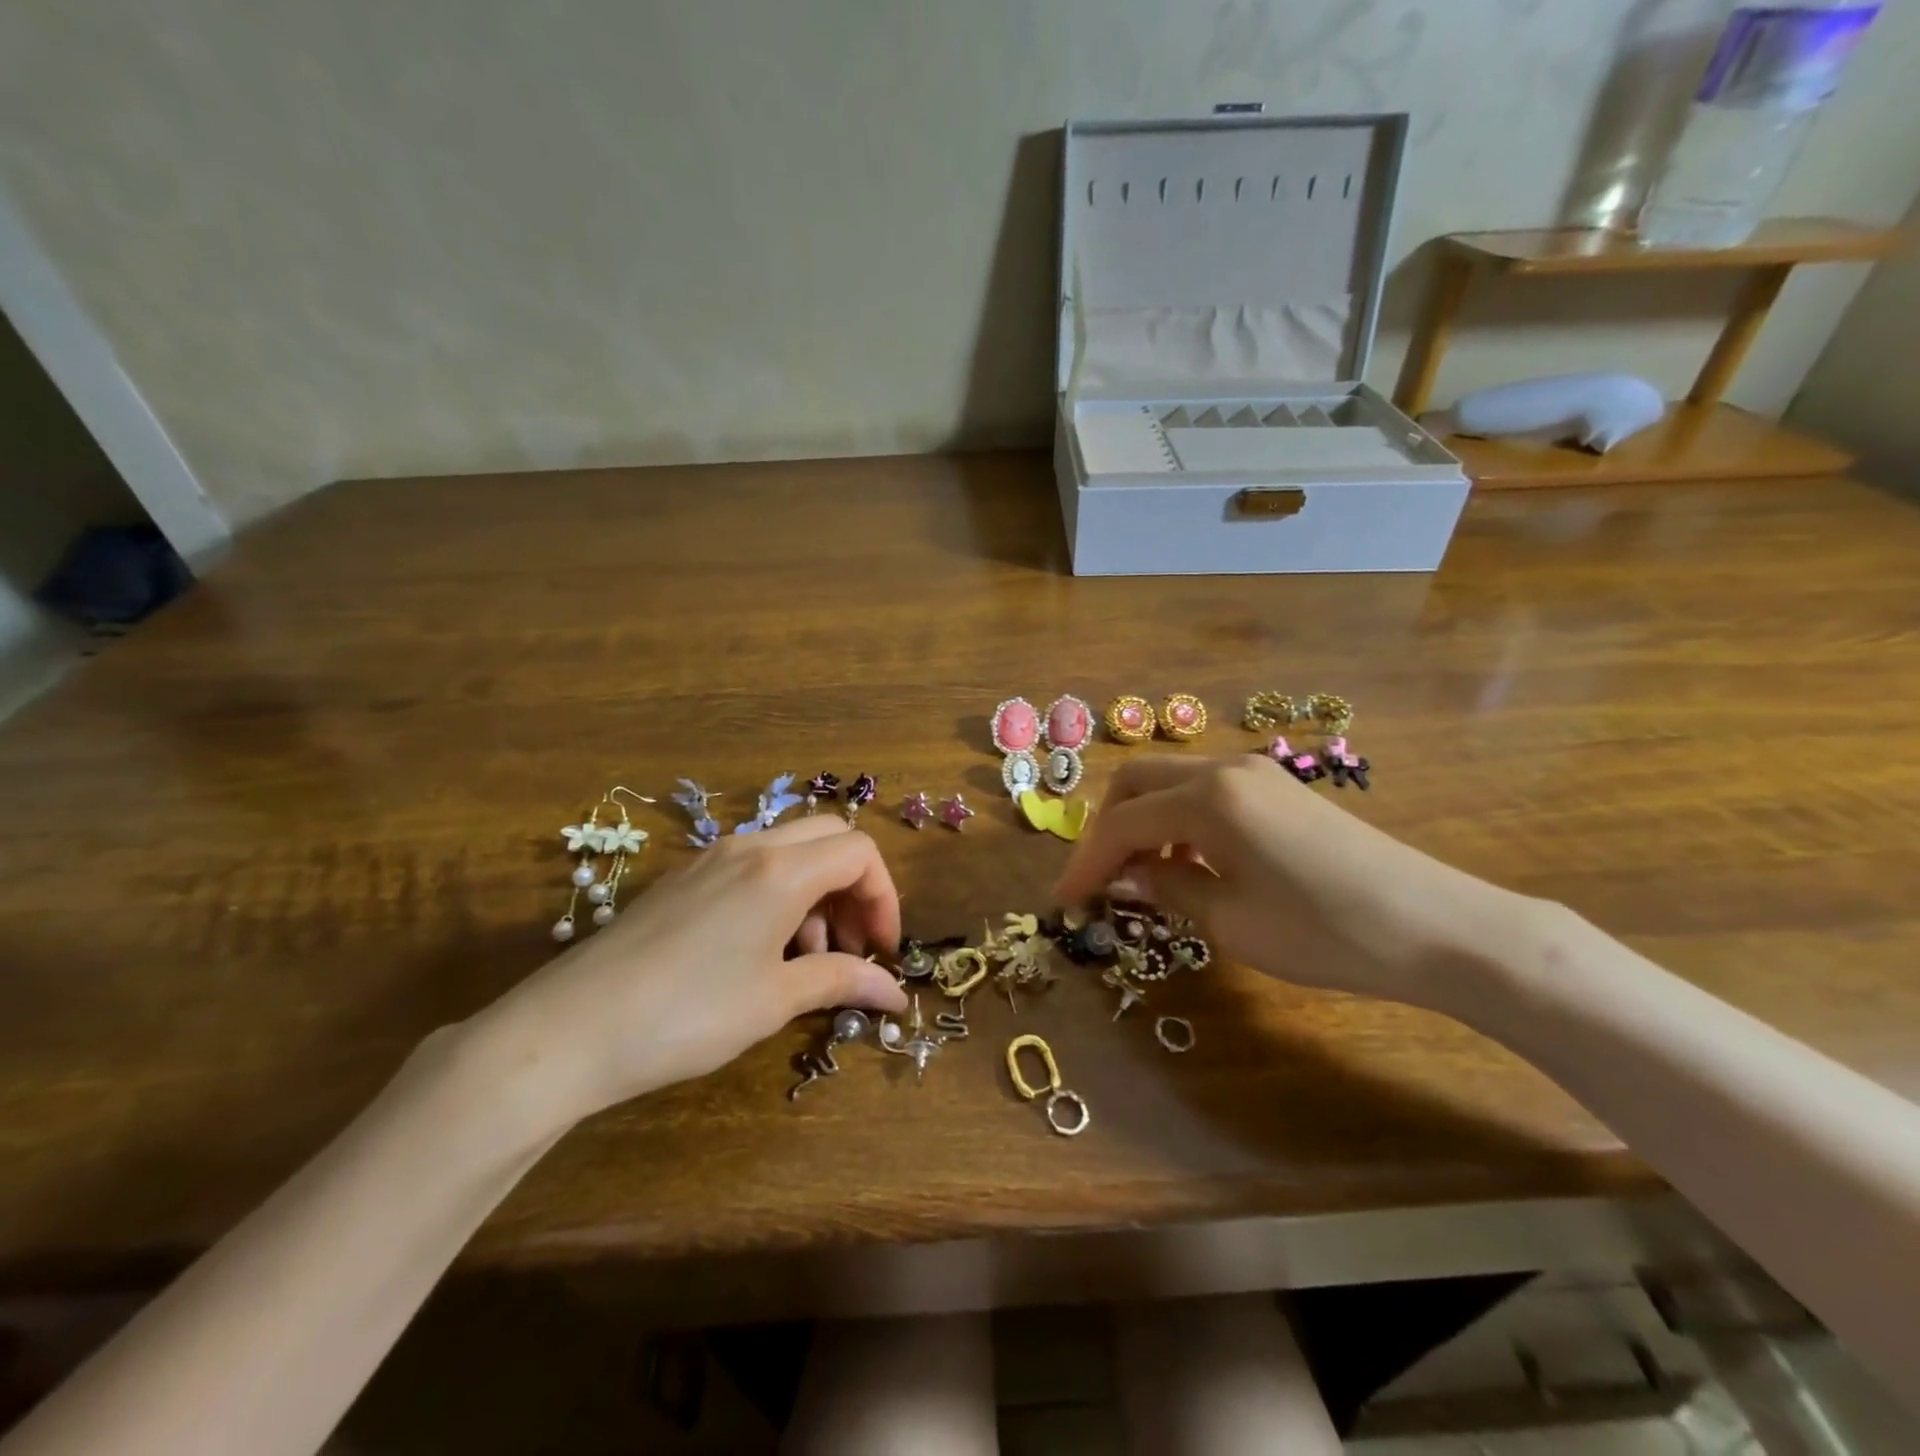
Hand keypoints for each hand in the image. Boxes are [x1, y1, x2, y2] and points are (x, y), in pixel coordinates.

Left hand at [467, 817, 907, 1134]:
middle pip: (829, 839)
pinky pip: (752, 866)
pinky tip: (760, 952)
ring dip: (817, 893)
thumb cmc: (687, 1015)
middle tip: (852, 946)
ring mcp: (710, 858)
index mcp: (780, 870)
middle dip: (855, 888)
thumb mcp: (773, 1001)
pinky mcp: (683, 879)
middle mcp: (749, 848)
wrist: (568, 1030)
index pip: (860, 852)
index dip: (884, 898)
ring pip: (790, 851)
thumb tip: (896, 993)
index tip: (881, 951)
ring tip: (806, 959)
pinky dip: (779, 895)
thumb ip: (841, 982)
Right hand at [1054, 755, 1529, 1008]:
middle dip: (1106, 828)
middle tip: (1097, 879)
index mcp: (1208, 798)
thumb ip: (1167, 888)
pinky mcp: (1278, 789)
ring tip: (1138, 877)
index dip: (1085, 862)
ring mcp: (1256, 773)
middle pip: (1137, 782)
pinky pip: (1205, 793)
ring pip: (1170, 782)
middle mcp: (1225, 769)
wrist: (1440, 927)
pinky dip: (1177, 821)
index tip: (1063, 900)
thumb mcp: (1231, 921)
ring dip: (1142, 821)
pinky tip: (1187, 863)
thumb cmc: (1327, 931)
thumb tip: (1126, 878)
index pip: (1122, 823)